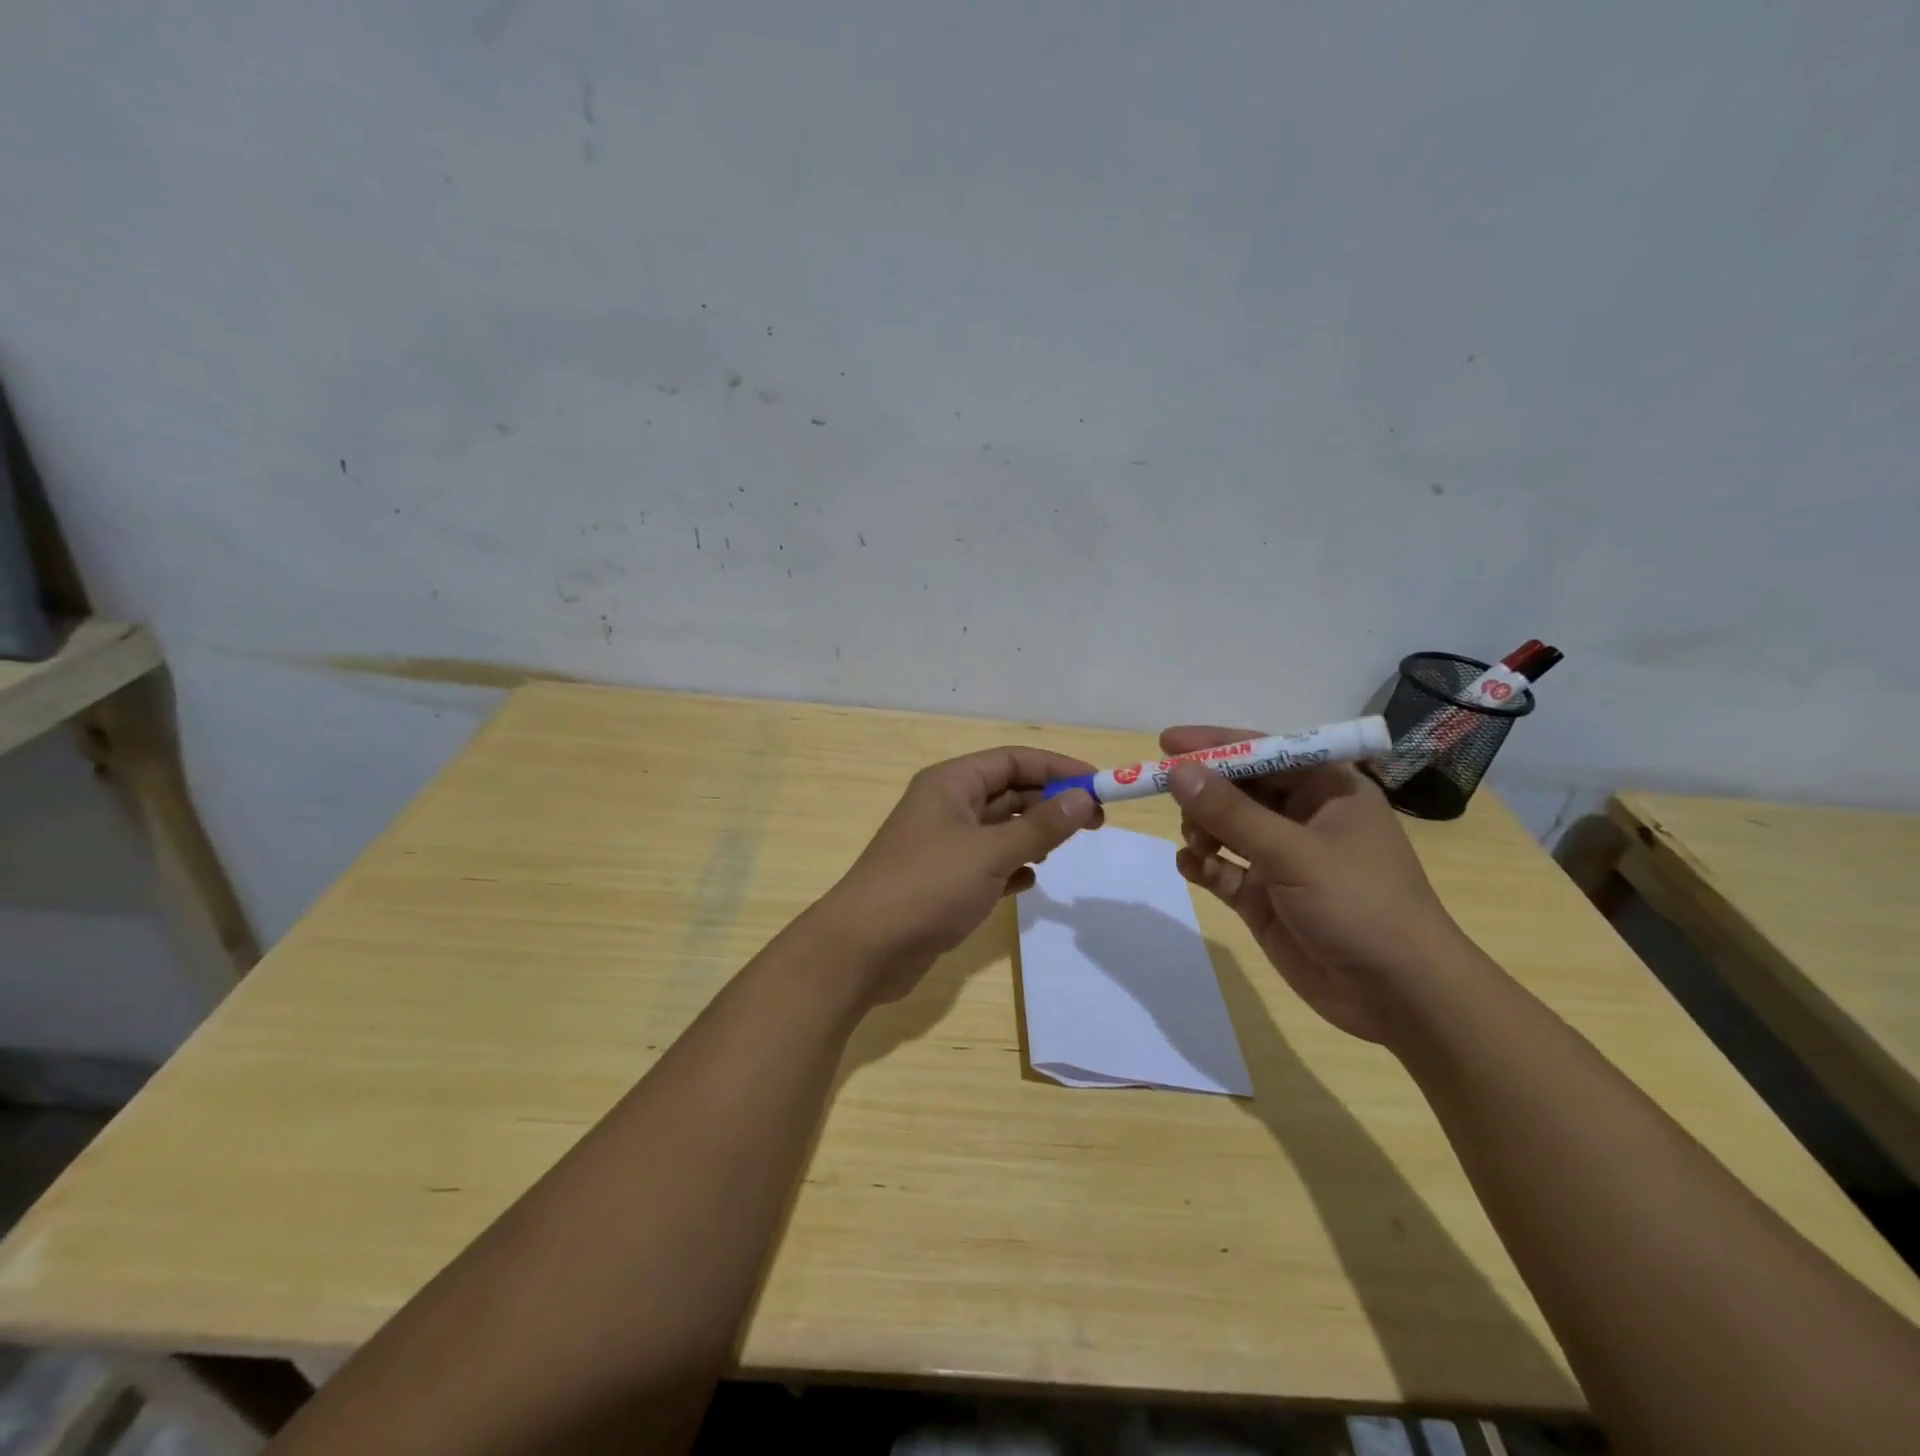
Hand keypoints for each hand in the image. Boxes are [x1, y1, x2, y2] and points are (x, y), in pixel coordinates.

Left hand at [818, 746, 1102, 1003]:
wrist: (864, 949)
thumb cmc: (927, 887)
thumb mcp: (990, 853)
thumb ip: (1040, 827)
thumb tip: (1083, 798)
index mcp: (950, 784)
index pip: (1013, 760)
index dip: (1057, 768)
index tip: (1099, 786)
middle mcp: (946, 807)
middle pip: (1008, 792)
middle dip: (1050, 803)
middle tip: (1096, 823)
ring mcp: (942, 845)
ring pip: (999, 829)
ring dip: (1033, 835)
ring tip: (1065, 849)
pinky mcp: (942, 881)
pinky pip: (987, 863)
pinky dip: (1012, 867)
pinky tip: (1029, 881)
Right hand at [1161, 725, 1469, 1043]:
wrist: (1400, 996)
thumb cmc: (1360, 905)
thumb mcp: (1294, 853)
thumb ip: (1231, 812)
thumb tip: (1177, 771)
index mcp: (1327, 791)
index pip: (1264, 751)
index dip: (1216, 745)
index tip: (1166, 743)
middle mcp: (1302, 818)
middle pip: (1239, 788)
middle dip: (1204, 791)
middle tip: (1174, 801)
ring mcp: (1282, 860)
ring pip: (1225, 827)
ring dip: (1202, 829)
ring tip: (1197, 845)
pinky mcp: (1265, 898)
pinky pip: (1222, 869)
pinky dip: (1202, 865)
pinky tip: (1190, 867)